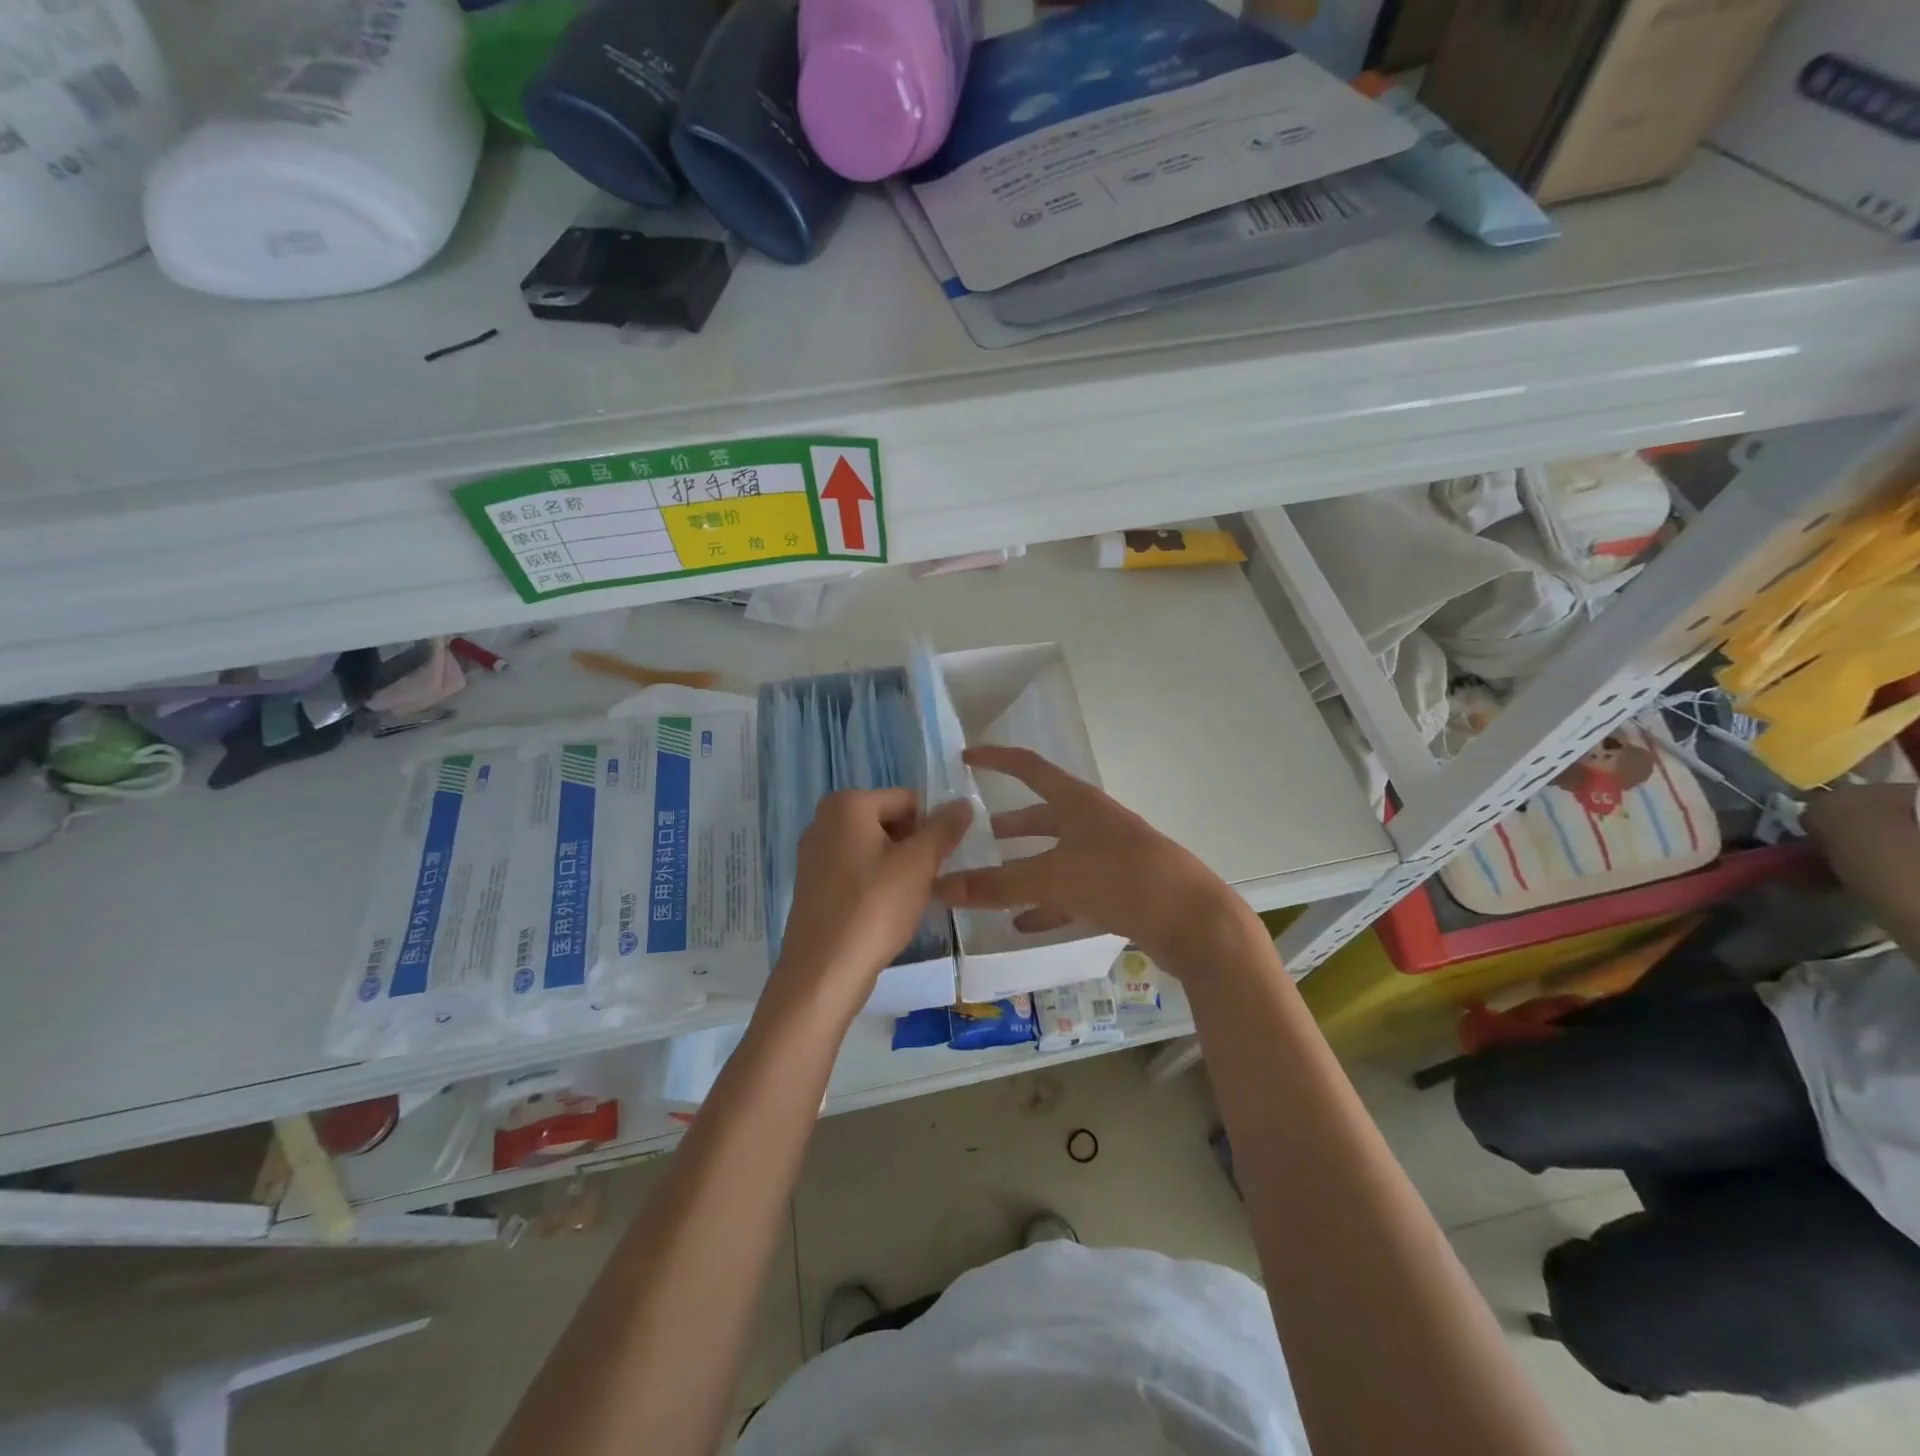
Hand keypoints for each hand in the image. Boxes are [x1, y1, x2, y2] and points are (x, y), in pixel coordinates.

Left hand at [771, 789, 973, 1015]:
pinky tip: (885, 910)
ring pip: (873, 848)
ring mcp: (813, 853)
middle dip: (914, 846)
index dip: (932, 826)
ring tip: (909, 899)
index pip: (907, 800)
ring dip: (897, 866)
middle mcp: (823, 820)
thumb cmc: (874, 908)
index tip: (944, 859)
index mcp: (847, 804)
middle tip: (928, 880)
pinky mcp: (812, 883)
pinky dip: (875, 883)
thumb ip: (944, 828)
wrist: (824, 971)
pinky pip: (855, 870)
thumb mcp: (919, 864)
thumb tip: (963, 803)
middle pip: (888, 821)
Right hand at [935, 746, 1254, 969]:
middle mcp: (1093, 823)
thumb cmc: (1122, 879)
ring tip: (991, 882)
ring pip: (1056, 856)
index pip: (1028, 767)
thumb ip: (996, 884)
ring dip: (1025, 867)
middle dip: (1010, 825)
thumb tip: (938, 887)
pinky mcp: (1119, 890)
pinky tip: (1024, 924)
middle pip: (1042, 815)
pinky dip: (1046, 904)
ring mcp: (1108, 857)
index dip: (996, 759)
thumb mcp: (1054, 877)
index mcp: (1078, 802)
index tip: (965, 758)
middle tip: (975, 835)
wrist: (1194, 921)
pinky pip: (1072, 892)